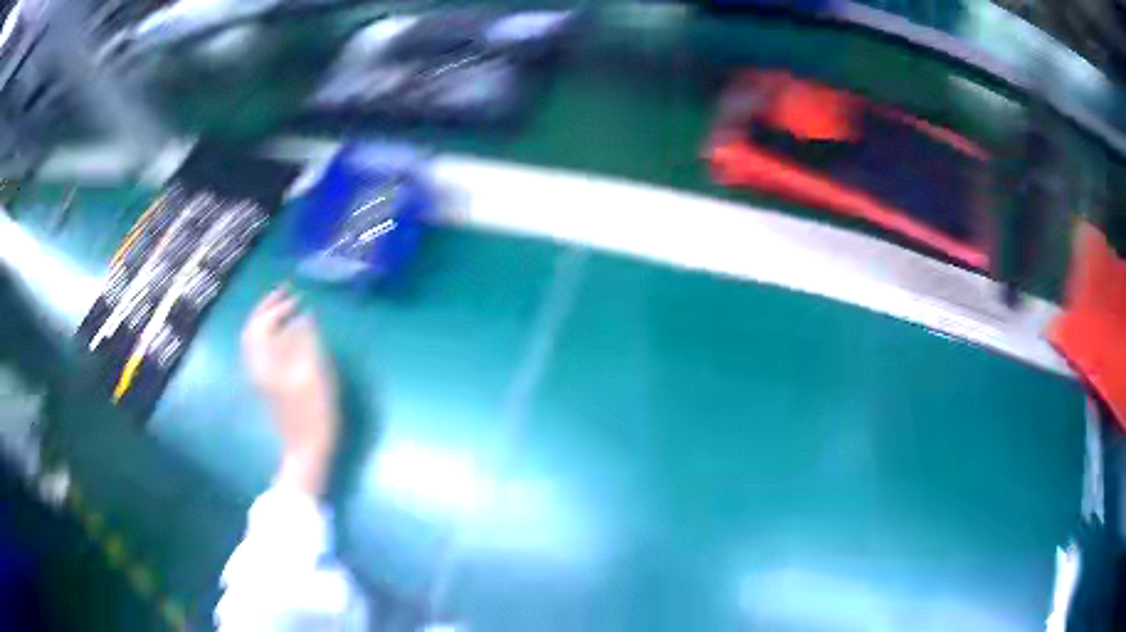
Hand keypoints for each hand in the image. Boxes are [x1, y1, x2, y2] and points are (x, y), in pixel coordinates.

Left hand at [241, 287, 337, 495]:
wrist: (306, 450)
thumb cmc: (313, 414)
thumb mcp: (314, 373)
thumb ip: (306, 341)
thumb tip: (304, 316)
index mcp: (265, 362)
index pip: (262, 324)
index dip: (277, 306)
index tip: (296, 296)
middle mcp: (257, 366)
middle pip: (252, 330)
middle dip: (266, 309)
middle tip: (285, 294)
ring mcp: (260, 377)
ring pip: (254, 341)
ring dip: (266, 321)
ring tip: (283, 310)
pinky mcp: (266, 385)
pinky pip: (260, 351)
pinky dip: (268, 336)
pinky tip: (283, 336)